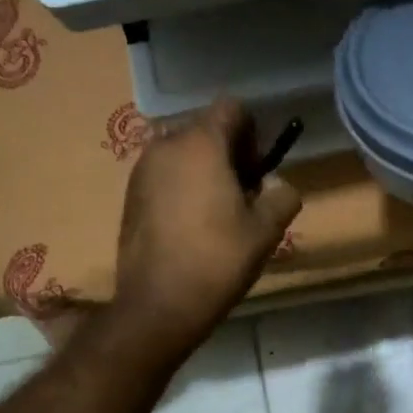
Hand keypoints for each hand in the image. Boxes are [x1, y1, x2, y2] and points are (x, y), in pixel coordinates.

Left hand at [113, 99, 301, 356]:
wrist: (159, 304)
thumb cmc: (218, 260)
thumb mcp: (267, 229)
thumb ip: (282, 196)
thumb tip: (278, 186)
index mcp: (201, 144)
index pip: (232, 108)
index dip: (253, 132)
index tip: (259, 170)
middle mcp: (166, 146)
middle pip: (206, 130)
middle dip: (230, 153)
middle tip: (245, 196)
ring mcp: (142, 170)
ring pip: (184, 154)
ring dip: (206, 171)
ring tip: (219, 214)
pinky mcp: (130, 196)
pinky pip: (165, 176)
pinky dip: (183, 188)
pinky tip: (193, 227)